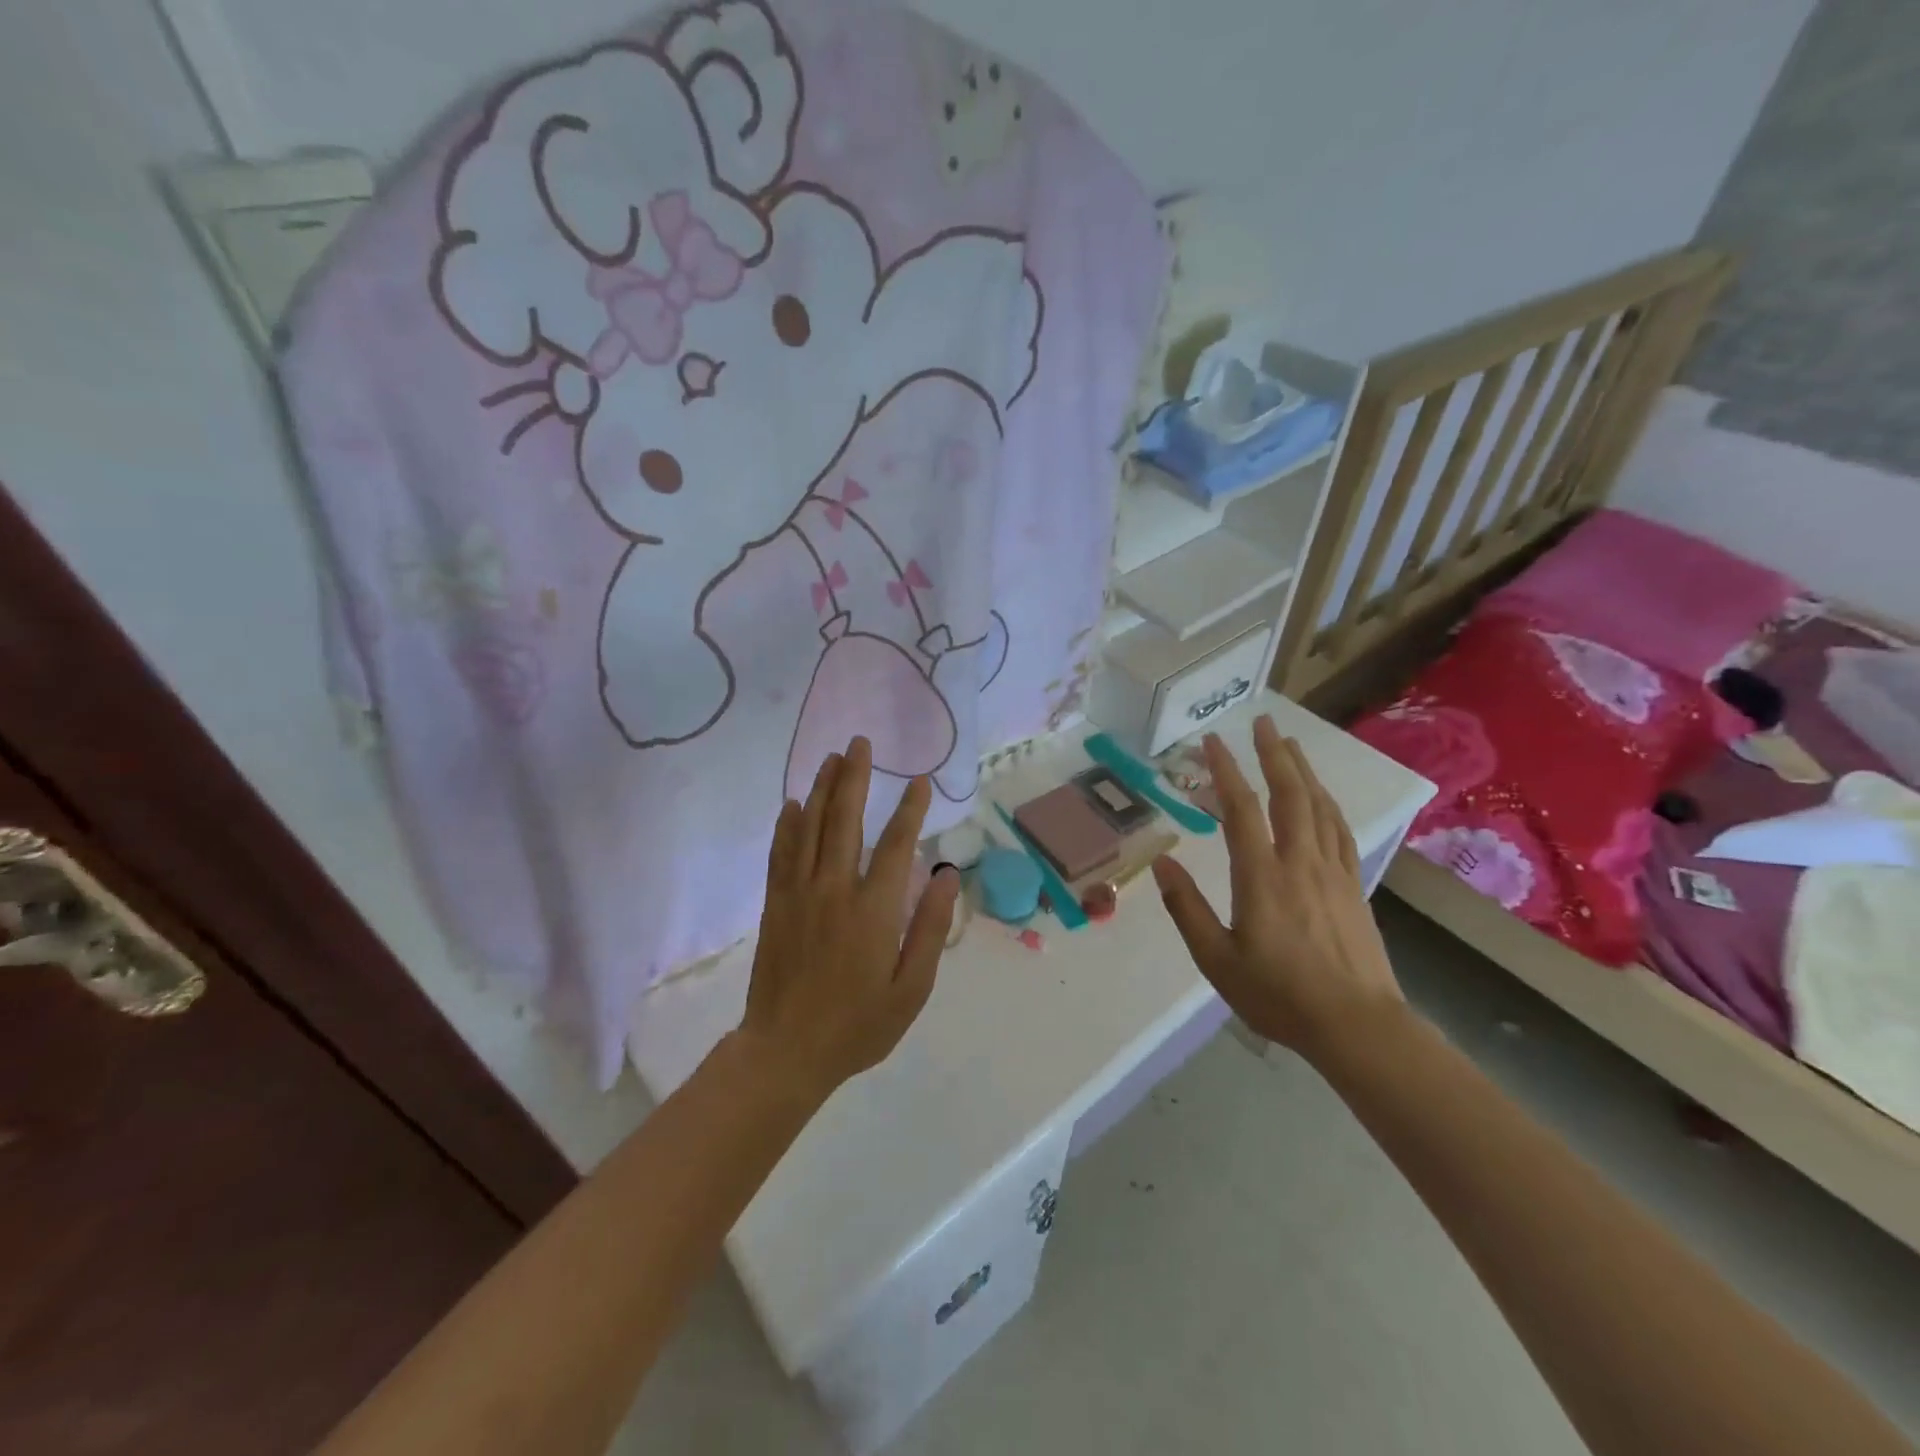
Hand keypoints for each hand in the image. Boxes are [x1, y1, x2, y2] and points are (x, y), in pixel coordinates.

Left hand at [738, 736, 960, 1102]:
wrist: (785, 1053)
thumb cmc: (857, 1025)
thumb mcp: (910, 989)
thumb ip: (929, 929)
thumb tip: (945, 877)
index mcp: (873, 910)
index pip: (896, 845)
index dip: (909, 809)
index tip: (919, 780)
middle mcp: (834, 889)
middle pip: (844, 820)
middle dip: (854, 777)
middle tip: (860, 743)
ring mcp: (799, 894)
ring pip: (810, 828)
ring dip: (822, 789)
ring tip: (831, 758)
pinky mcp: (776, 905)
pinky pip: (781, 853)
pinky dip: (788, 824)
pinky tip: (793, 804)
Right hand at [1151, 716, 1404, 1062]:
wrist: (1357, 1025)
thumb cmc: (1278, 994)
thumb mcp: (1217, 959)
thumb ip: (1186, 908)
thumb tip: (1161, 863)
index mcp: (1262, 876)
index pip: (1241, 809)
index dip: (1225, 771)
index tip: (1212, 742)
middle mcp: (1299, 861)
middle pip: (1289, 794)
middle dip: (1273, 754)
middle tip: (1263, 722)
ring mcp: (1332, 871)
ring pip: (1319, 806)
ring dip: (1303, 770)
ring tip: (1289, 744)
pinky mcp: (1352, 885)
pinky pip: (1340, 830)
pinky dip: (1327, 803)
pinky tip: (1322, 796)